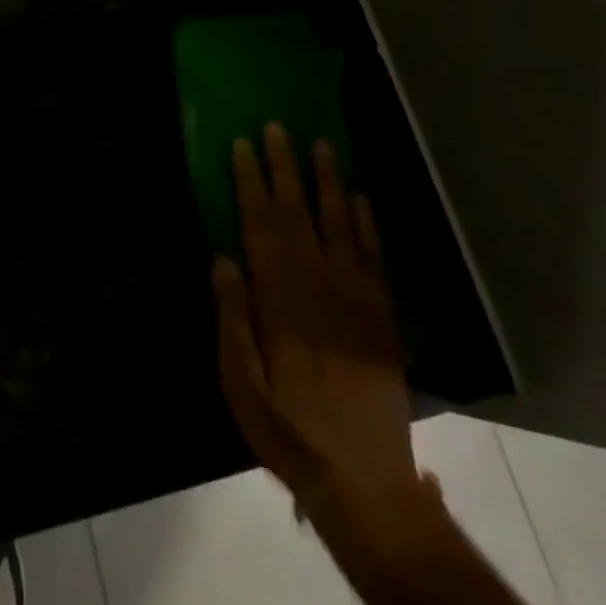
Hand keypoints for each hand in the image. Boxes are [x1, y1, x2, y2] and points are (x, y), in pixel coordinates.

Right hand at [211, 125, 429, 528]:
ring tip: (321, 145)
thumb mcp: (240, 382)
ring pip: (340, 225)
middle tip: (276, 125)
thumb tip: (222, 258)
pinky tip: (361, 199)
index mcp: (279, 299)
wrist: (365, 479)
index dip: (250, 182)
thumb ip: (232, 318)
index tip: (242, 144)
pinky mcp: (382, 315)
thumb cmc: (288, 428)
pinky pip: (375, 257)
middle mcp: (319, 286)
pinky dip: (368, 225)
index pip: (261, 225)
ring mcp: (356, 298)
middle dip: (284, 167)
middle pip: (298, 214)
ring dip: (328, 182)